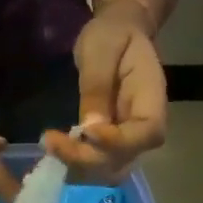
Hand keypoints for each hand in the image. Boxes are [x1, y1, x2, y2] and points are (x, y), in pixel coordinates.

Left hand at [45, 2, 167, 182]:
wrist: (117, 34)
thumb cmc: (113, 36)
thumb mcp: (102, 49)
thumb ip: (97, 86)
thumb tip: (89, 129)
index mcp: (153, 98)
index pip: (146, 133)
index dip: (118, 142)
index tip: (86, 132)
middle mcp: (143, 127)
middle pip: (124, 159)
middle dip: (87, 158)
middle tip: (52, 142)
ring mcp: (127, 139)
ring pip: (107, 168)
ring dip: (76, 164)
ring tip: (49, 144)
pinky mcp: (108, 144)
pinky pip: (94, 162)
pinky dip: (73, 161)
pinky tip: (52, 147)